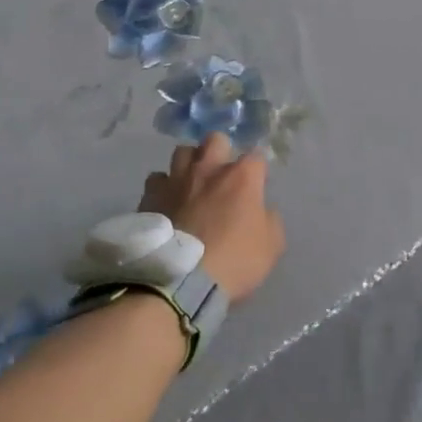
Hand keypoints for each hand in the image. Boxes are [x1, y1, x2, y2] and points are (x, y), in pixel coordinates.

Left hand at [140, 133, 283, 302]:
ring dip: (190, 164)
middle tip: (222, 175)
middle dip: (221, 151)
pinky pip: (157, 180)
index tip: (257, 186)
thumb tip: (260, 210)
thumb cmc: (233, 262)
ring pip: (182, 152)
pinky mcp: (150, 196)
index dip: (257, 171)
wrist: (179, 282)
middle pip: (215, 140)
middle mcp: (208, 168)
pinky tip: (167, 202)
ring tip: (191, 184)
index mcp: (241, 177)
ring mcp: (176, 180)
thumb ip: (269, 219)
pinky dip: (164, 187)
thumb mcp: (271, 246)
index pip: (256, 156)